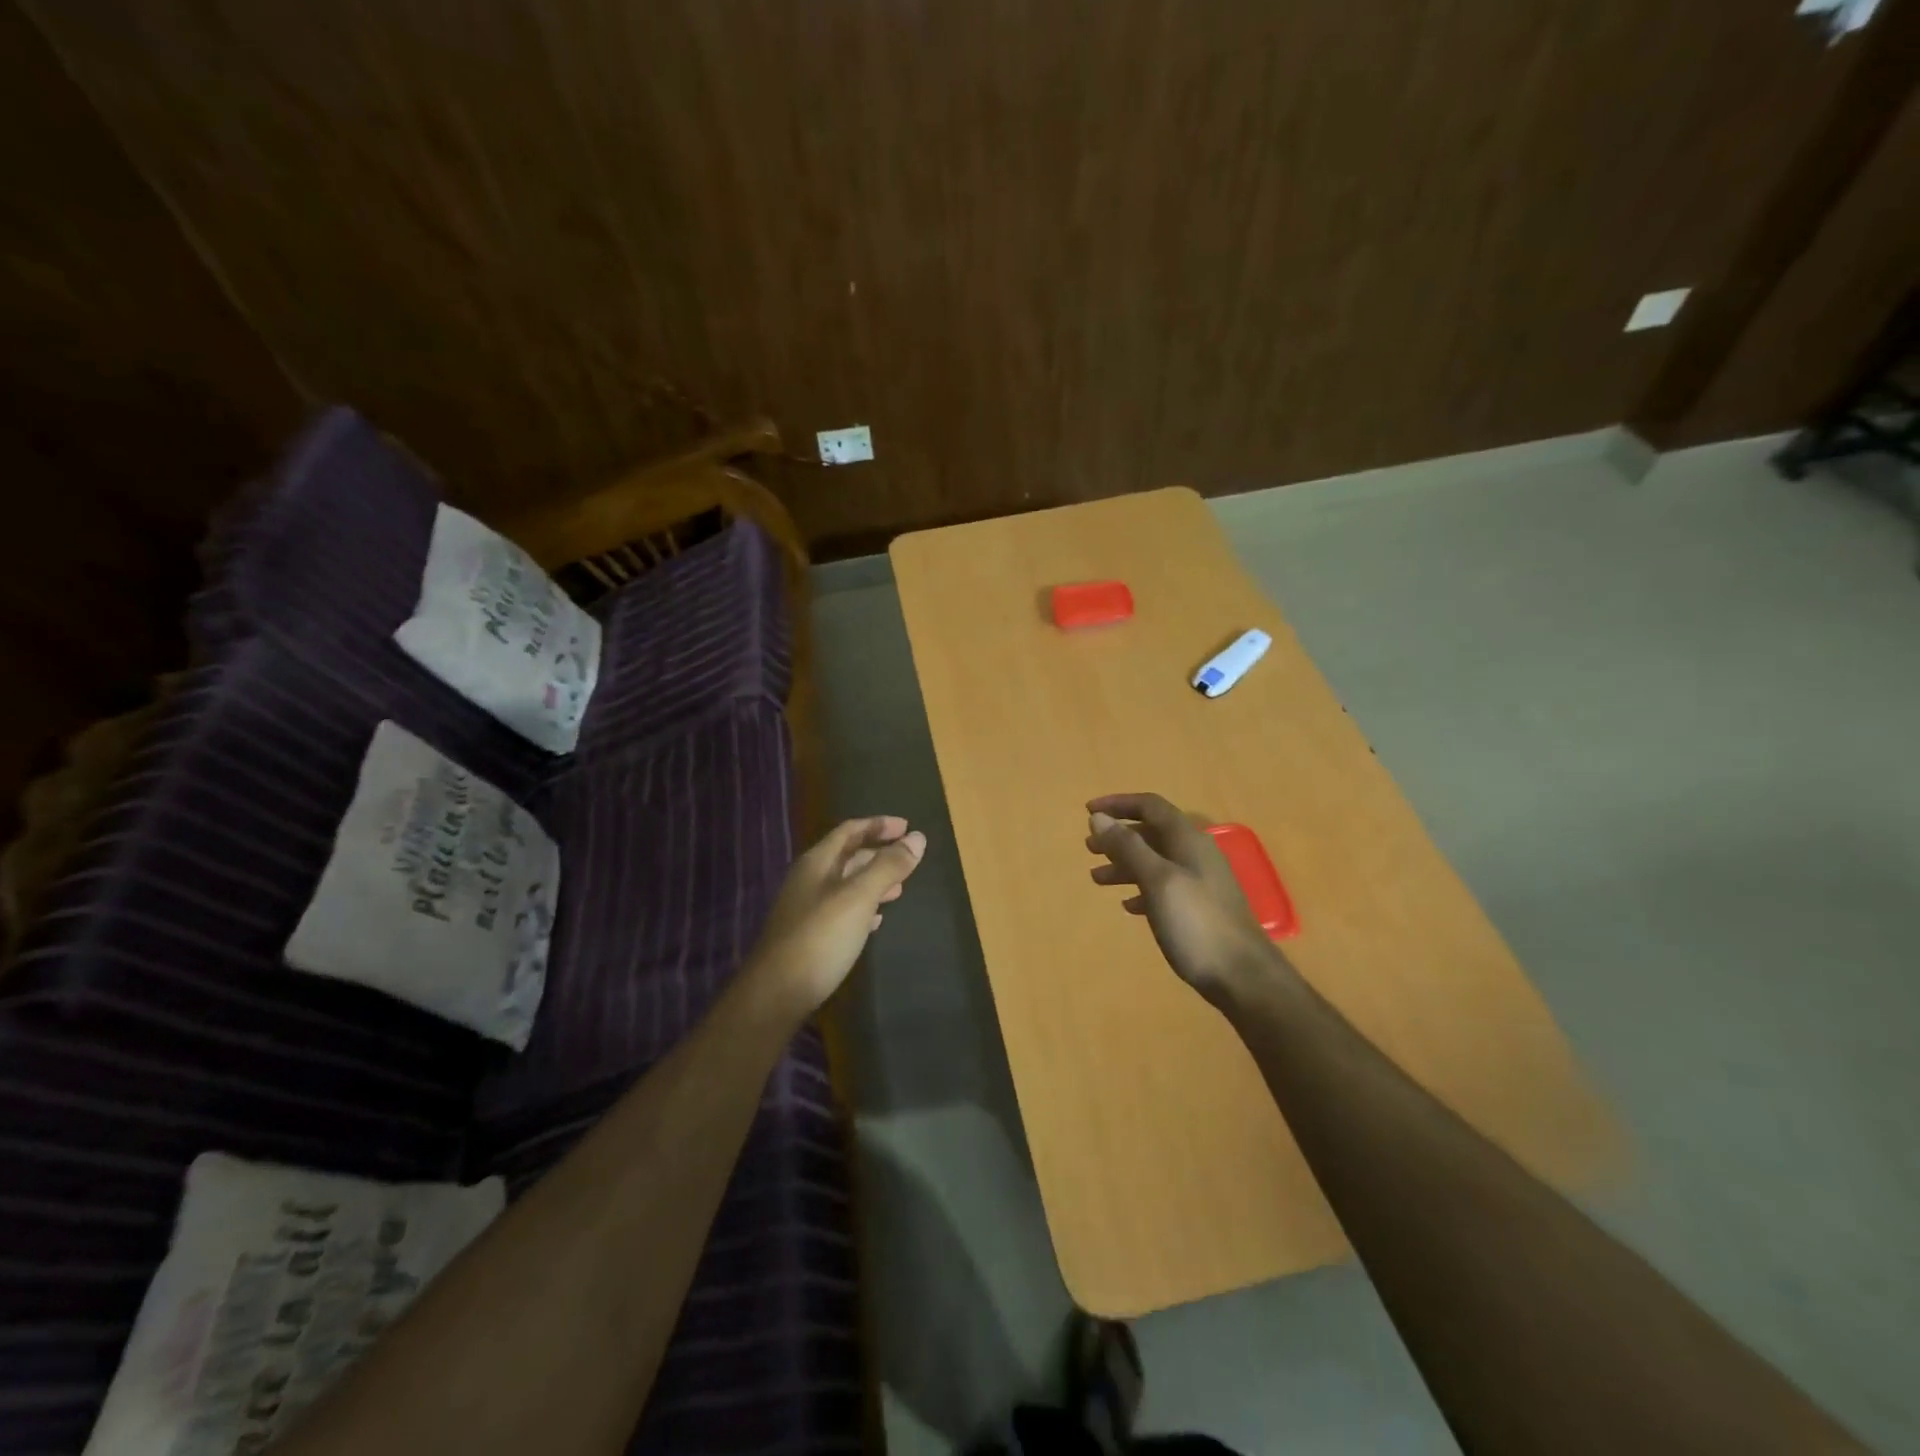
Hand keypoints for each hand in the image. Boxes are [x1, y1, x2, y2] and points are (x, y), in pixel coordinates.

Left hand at [746, 816, 926, 1018]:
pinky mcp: (810, 935)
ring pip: (846, 884)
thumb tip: (917, 838)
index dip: (878, 825)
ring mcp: (807, 909)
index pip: (849, 831)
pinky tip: (877, 920)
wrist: (776, 994)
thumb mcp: (858, 897)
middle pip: (847, 856)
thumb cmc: (820, 937)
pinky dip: (863, 907)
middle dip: (878, 853)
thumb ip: (887, 867)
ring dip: (873, 881)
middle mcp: (809, 880)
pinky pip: (842, 910)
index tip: (907, 826)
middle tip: (908, 858)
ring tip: (900, 888)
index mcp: (817, 863)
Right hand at [1086, 793, 1285, 1006]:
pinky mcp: (1200, 908)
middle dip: (1118, 836)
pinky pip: (1165, 887)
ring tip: (1097, 878)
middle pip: (1152, 833)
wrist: (1243, 977)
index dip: (1118, 804)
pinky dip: (1142, 888)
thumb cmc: (1197, 924)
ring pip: (1156, 861)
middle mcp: (1196, 854)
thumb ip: (1129, 847)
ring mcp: (1201, 882)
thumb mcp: (1158, 881)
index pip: (1150, 806)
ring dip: (1125, 864)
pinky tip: (1128, 905)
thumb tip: (1099, 817)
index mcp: (1188, 840)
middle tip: (1089, 848)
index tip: (1087, 811)